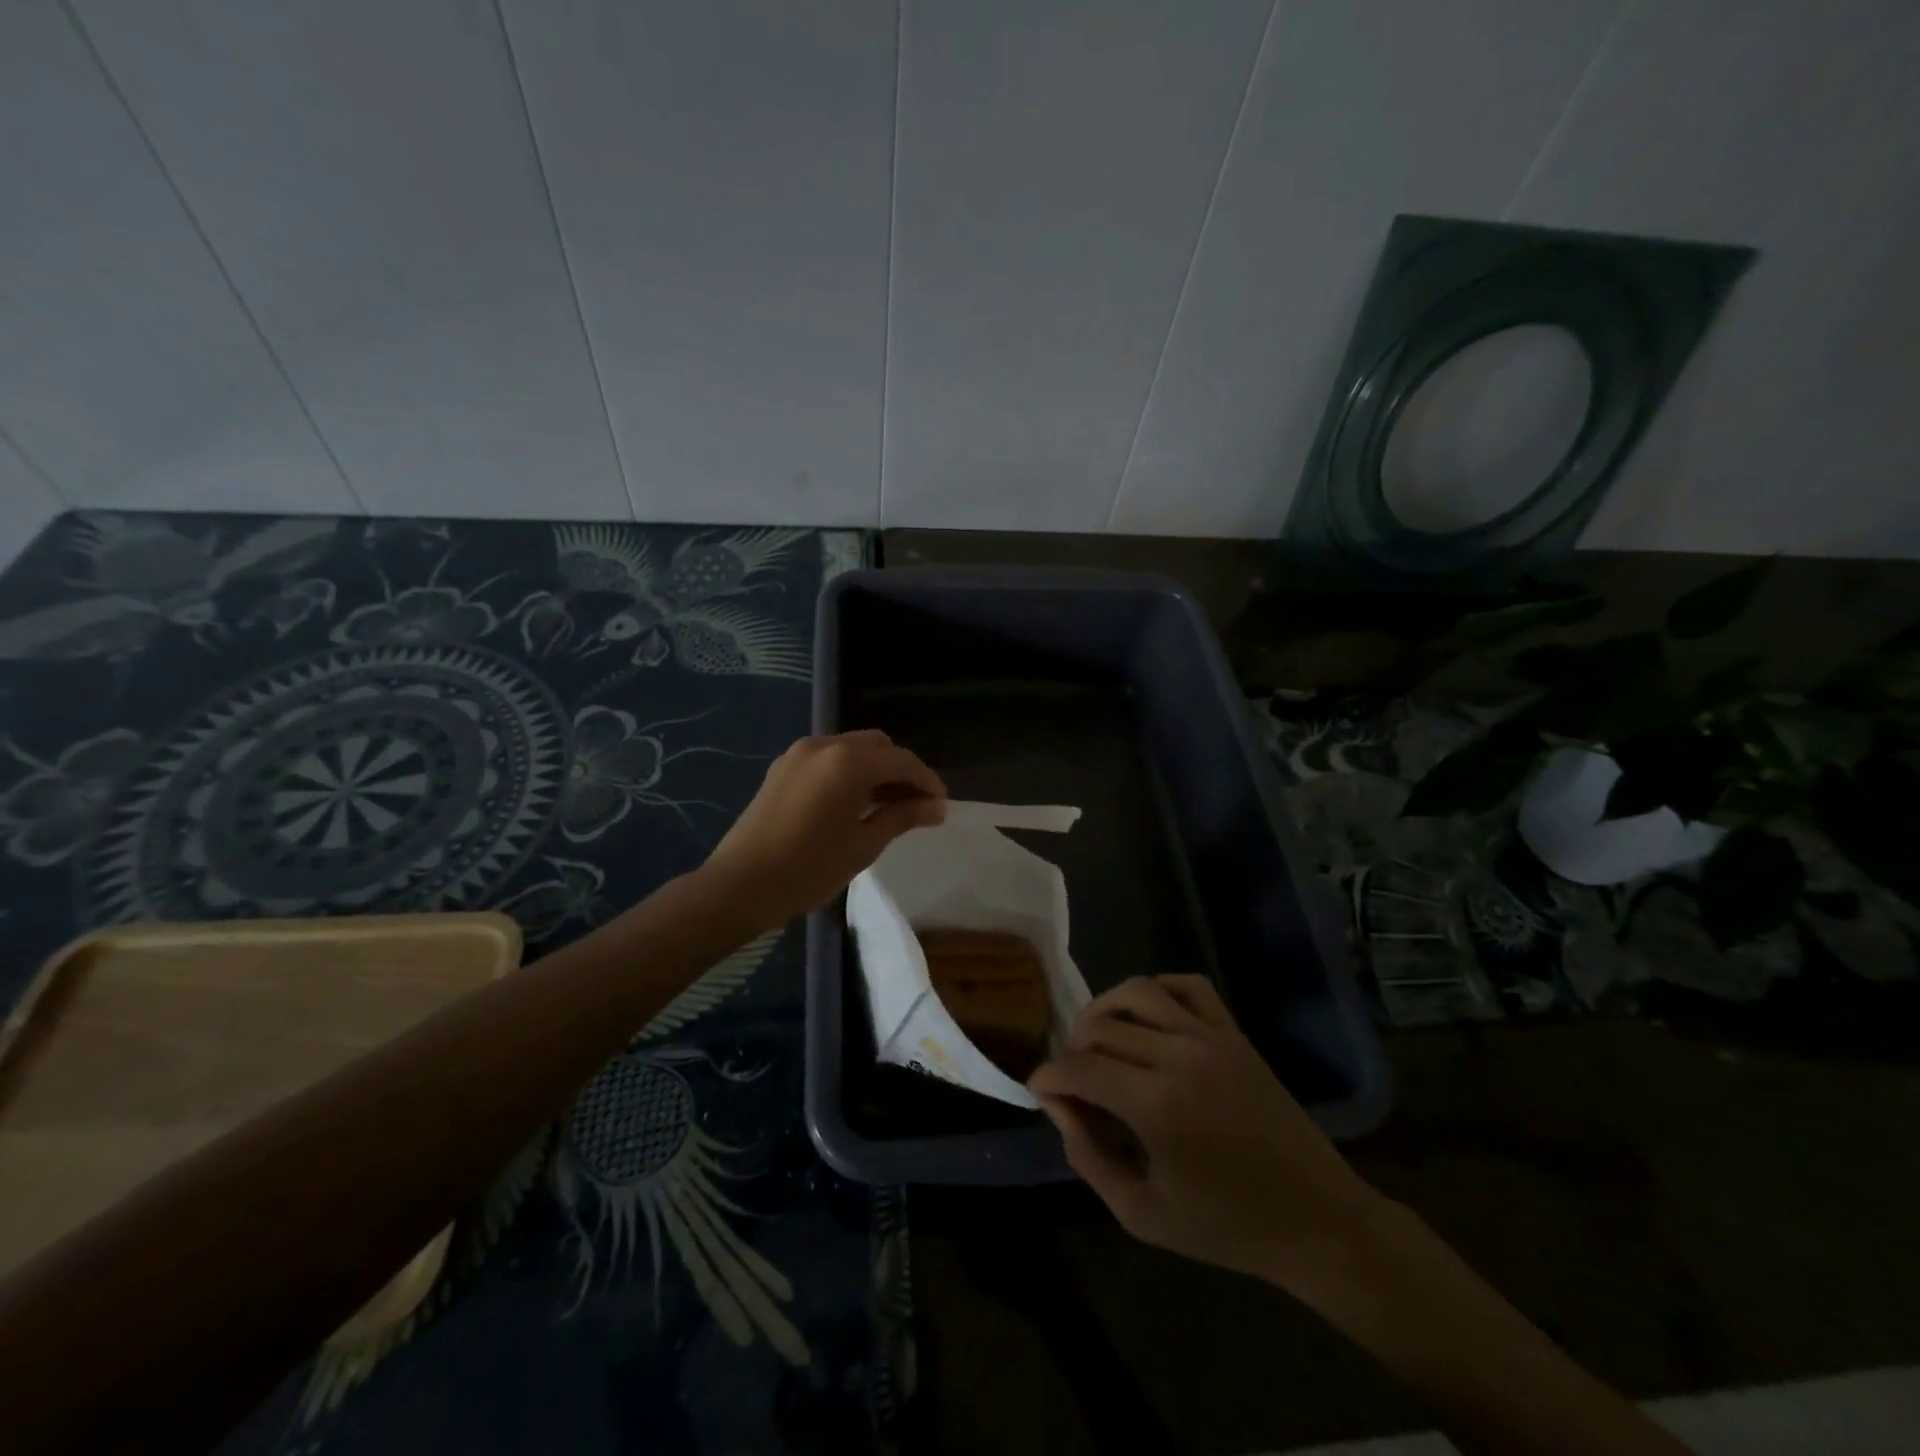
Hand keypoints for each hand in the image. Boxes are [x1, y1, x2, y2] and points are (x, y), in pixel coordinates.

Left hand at [703, 730, 945, 927]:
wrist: (739, 885)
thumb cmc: (808, 869)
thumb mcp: (863, 845)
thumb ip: (902, 817)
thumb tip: (936, 807)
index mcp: (848, 762)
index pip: (902, 760)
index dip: (927, 781)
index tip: (941, 807)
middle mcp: (825, 745)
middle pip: (878, 746)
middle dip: (902, 770)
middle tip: (916, 806)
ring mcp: (799, 753)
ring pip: (853, 748)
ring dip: (876, 770)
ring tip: (890, 806)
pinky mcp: (783, 767)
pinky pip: (829, 759)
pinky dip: (850, 772)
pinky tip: (856, 802)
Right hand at [1029, 975, 1381, 1292]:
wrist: (1317, 1220)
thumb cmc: (1226, 1227)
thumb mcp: (1142, 1213)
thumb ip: (1087, 1157)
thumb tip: (1057, 1104)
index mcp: (1155, 1105)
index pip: (1077, 1067)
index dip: (1047, 1077)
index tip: (1040, 1091)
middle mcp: (1179, 1055)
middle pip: (1100, 1027)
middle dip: (1072, 1050)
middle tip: (1074, 1082)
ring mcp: (1211, 1037)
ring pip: (1137, 991)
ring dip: (1105, 1010)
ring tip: (1099, 1041)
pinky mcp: (1234, 1032)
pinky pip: (1187, 986)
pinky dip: (1157, 990)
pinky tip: (1147, 1018)